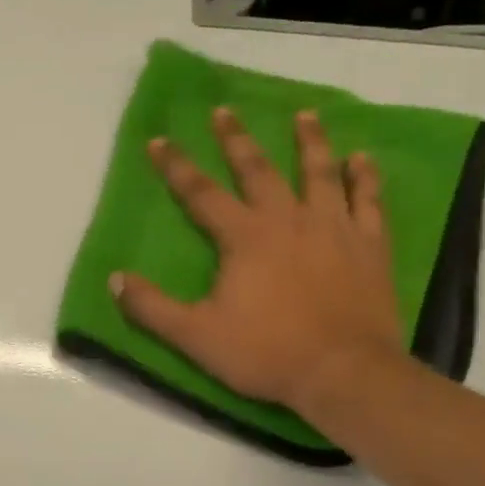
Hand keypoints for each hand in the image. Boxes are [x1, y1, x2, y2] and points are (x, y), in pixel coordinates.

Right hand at [111, 107, 405, 415]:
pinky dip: (366, 177)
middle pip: (258, 170)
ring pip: (319, 173)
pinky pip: (369, 201)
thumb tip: (114, 279)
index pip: (200, 192)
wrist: (344, 374)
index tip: (157, 140)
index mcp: (244, 238)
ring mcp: (334, 229)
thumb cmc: (266, 352)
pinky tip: (363, 158)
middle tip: (224, 111)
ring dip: (309, 142)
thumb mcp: (194, 335)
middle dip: (236, 140)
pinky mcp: (370, 246)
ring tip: (303, 115)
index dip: (175, 166)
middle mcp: (288, 220)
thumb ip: (151, 307)